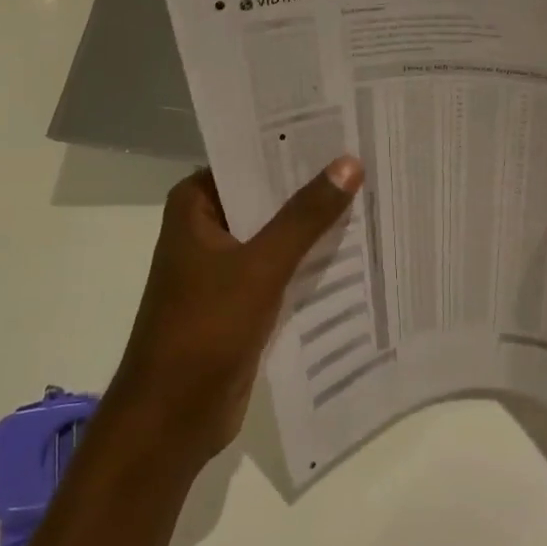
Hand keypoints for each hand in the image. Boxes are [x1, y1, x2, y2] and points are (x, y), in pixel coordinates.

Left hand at [106, 158, 362, 466]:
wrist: (172, 418)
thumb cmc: (204, 329)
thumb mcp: (260, 265)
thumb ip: (305, 216)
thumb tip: (349, 163)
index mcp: (195, 205)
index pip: (249, 158)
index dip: (293, 145)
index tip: (342, 127)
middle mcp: (208, 227)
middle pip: (267, 196)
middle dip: (312, 185)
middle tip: (369, 158)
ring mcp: (225, 266)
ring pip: (278, 233)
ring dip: (316, 225)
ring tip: (374, 195)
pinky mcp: (243, 300)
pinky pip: (283, 268)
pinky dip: (311, 260)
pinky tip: (357, 248)